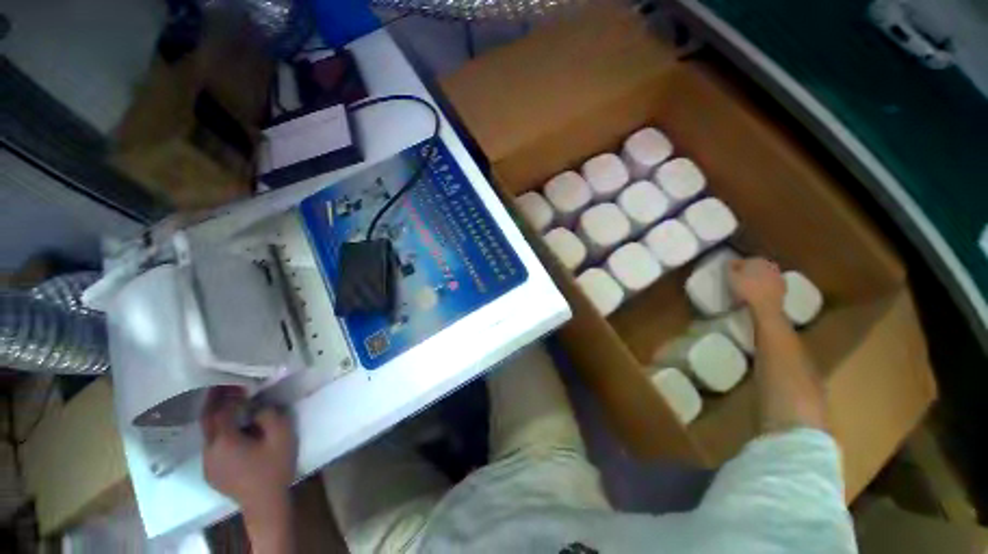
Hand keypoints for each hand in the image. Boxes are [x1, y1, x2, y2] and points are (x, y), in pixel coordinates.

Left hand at [201, 387, 296, 516]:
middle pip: (206, 421)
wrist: (265, 503)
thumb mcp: (282, 437)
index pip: (220, 412)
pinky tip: (233, 433)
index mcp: (224, 441)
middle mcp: (209, 451)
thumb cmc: (274, 468)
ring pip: (209, 435)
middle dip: (213, 402)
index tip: (240, 384)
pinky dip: (219, 434)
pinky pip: (212, 447)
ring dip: (217, 419)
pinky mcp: (210, 473)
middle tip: (223, 386)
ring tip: (231, 408)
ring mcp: (207, 464)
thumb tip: (258, 406)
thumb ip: (270, 415)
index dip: (228, 396)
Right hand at [728, 257, 785, 317]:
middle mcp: (769, 265)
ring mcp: (778, 276)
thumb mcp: (730, 277)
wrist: (765, 305)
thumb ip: (728, 267)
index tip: (729, 275)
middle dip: (747, 274)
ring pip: (763, 277)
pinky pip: (770, 286)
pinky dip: (764, 288)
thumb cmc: (746, 288)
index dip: (734, 268)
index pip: (741, 262)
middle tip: (738, 283)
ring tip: (747, 291)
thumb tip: (729, 262)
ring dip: (756, 281)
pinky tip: (757, 295)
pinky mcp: (783, 288)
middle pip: (754, 268)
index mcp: (756, 260)